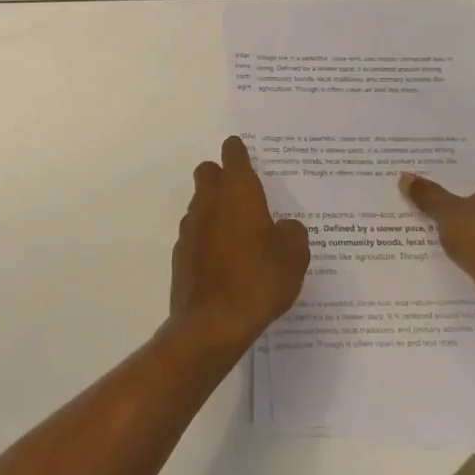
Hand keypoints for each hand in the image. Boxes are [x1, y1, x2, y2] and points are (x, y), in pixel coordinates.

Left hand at [170, 137, 309, 354]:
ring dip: (215, 209)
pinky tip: (225, 261)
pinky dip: (208, 239)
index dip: (239, 151)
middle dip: (222, 176)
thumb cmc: (259, 280)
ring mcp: (190, 228)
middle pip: (208, 173)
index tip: (244, 152)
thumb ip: (292, 233)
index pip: (233, 156)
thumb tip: (284, 227)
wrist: (213, 323)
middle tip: (244, 193)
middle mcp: (209, 202)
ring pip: (200, 204)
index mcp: (237, 192)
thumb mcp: (294, 256)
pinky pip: (196, 235)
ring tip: (239, 233)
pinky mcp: (181, 255)